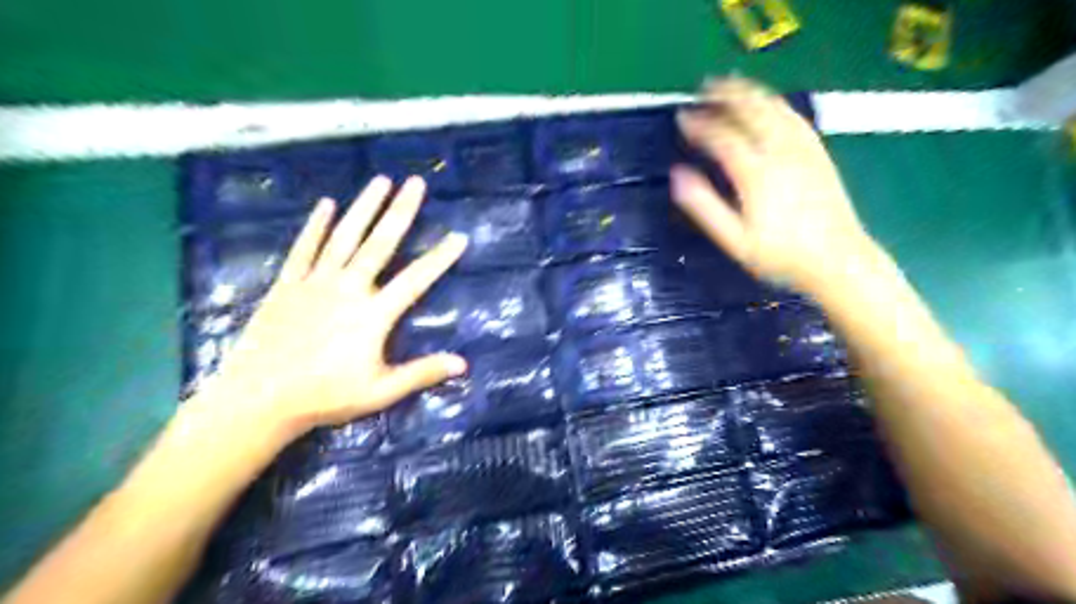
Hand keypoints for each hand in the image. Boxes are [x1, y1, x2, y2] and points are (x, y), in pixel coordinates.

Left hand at [195, 175, 467, 437]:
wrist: (258, 399)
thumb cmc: (324, 396)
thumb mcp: (380, 391)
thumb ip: (421, 373)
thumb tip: (463, 364)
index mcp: (372, 314)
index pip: (416, 280)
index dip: (440, 258)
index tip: (459, 237)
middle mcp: (347, 289)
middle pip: (380, 244)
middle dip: (401, 211)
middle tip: (416, 183)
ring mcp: (315, 283)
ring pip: (345, 237)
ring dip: (364, 207)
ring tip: (380, 180)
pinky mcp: (287, 285)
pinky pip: (304, 248)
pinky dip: (316, 226)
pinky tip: (326, 204)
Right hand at [671, 77, 871, 293]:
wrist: (838, 260)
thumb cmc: (781, 256)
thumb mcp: (735, 240)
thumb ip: (705, 206)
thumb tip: (678, 175)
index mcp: (756, 174)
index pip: (722, 137)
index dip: (700, 125)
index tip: (682, 118)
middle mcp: (781, 153)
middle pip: (751, 111)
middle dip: (726, 95)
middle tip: (705, 88)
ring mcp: (803, 150)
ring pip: (775, 109)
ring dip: (751, 93)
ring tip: (731, 85)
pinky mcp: (818, 153)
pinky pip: (795, 118)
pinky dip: (776, 104)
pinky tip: (768, 103)